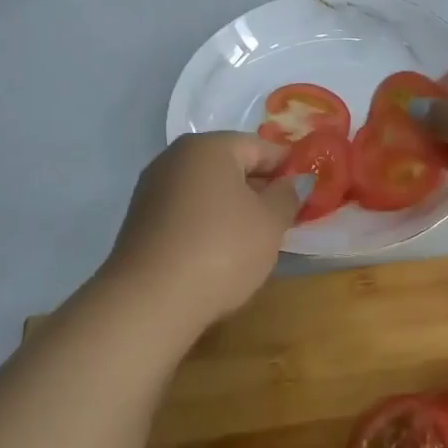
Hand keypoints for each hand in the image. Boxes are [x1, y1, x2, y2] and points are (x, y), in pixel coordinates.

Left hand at [101, 132, 307, 331]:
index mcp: (209, 147)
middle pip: (230, 165)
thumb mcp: (270, 223)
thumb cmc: (222, 249)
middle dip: (259, 188)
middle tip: (284, 217)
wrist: (151, 300)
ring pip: (207, 190)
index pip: (260, 147)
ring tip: (255, 239)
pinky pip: (186, 212)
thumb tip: (293, 182)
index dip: (287, 167)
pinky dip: (208, 223)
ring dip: (233, 207)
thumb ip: (287, 196)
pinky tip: (220, 252)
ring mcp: (152, 189)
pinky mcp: (140, 221)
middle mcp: (175, 158)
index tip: (306, 191)